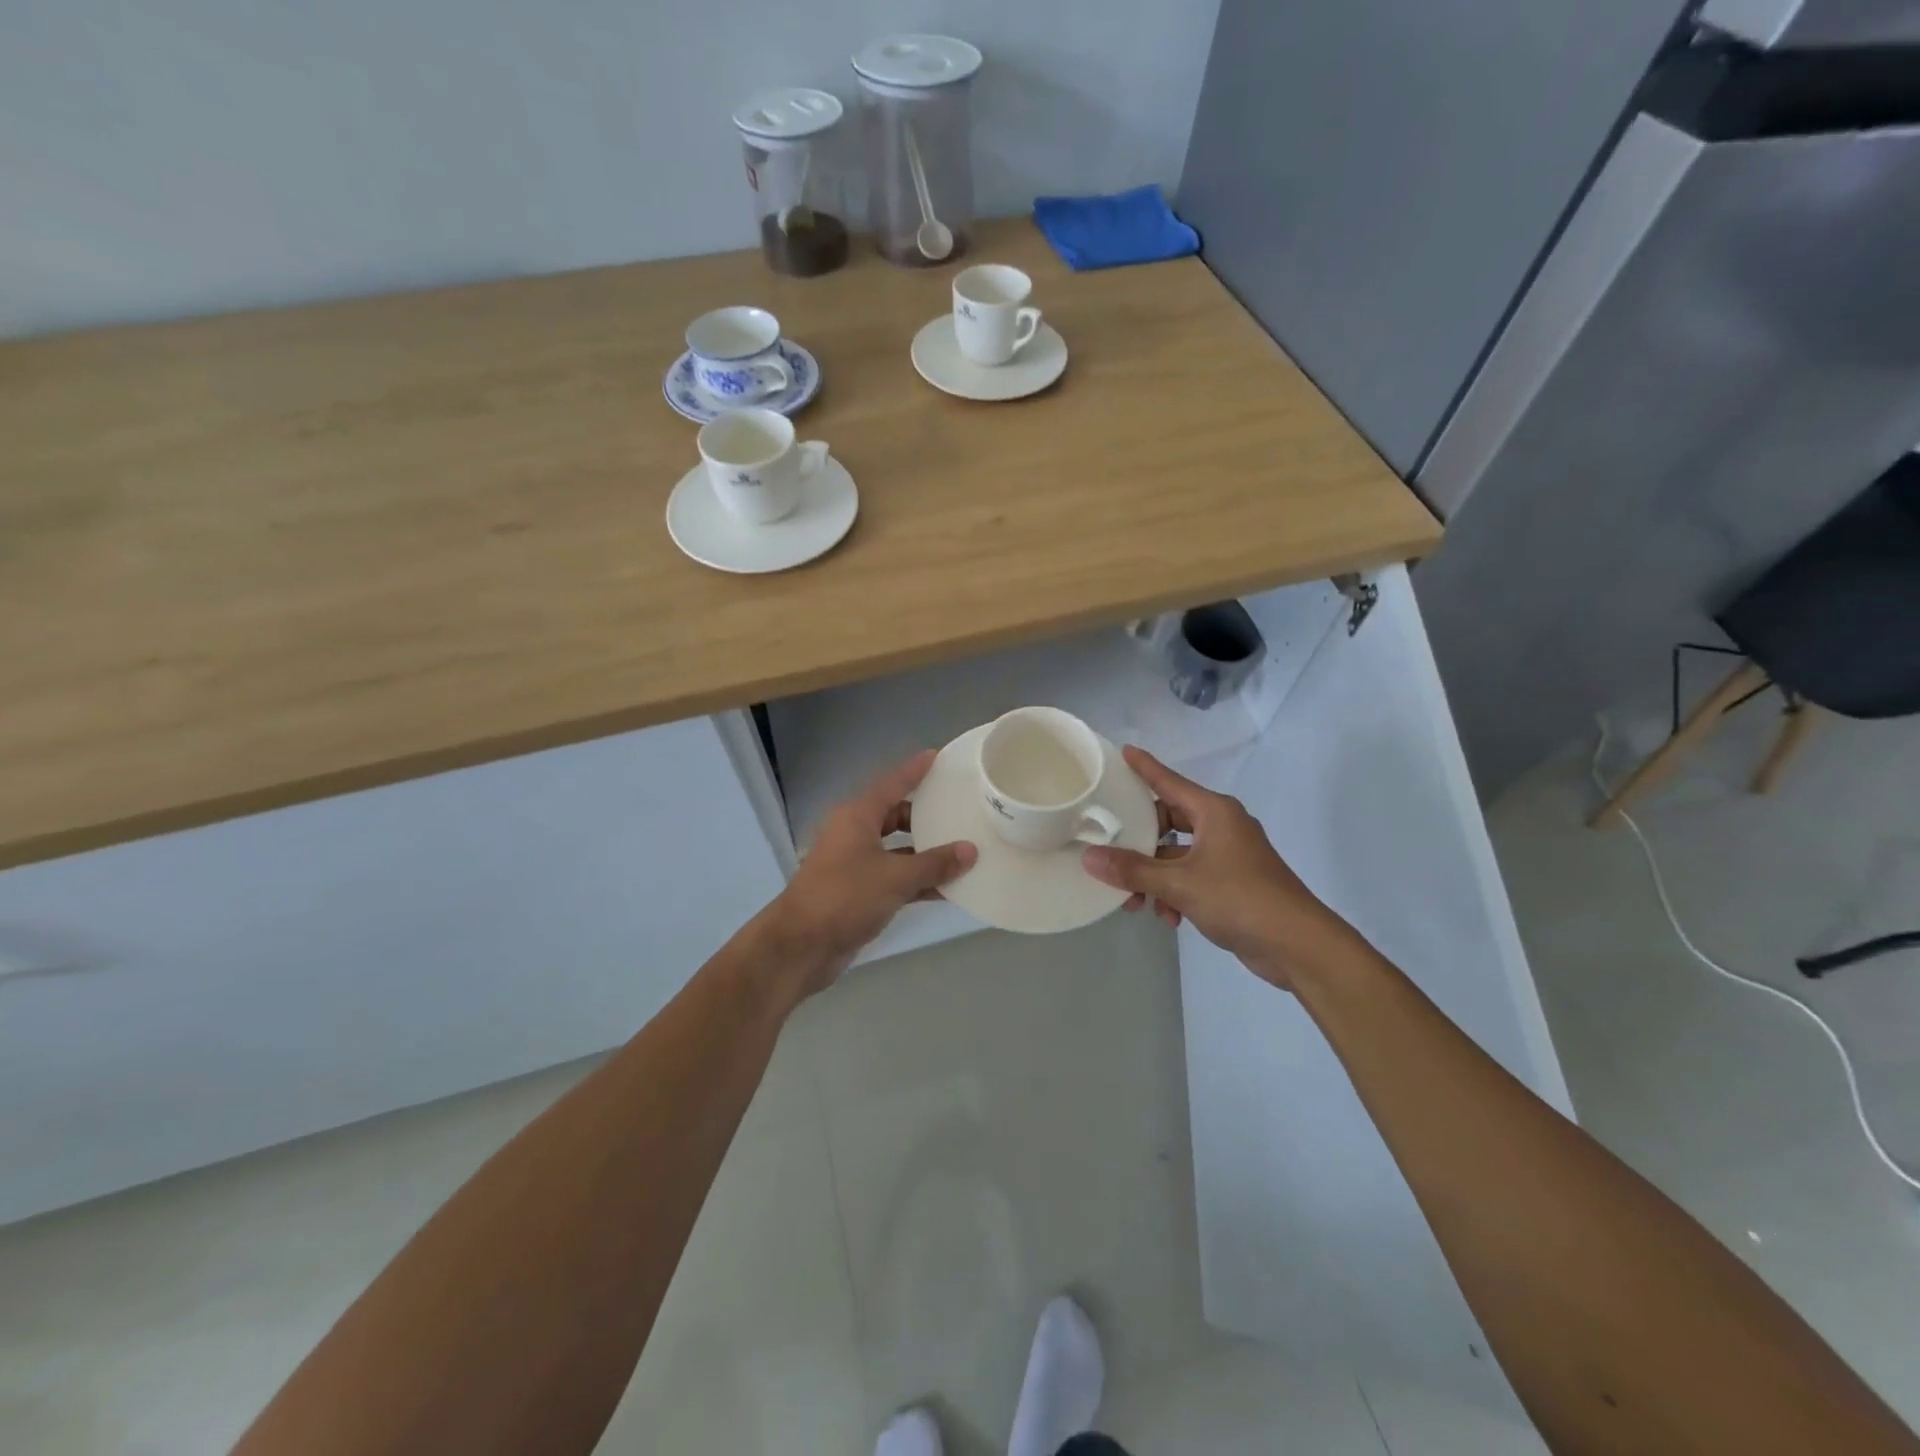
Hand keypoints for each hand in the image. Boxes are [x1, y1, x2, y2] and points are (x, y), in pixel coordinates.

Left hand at [764, 750, 976, 996]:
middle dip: (925, 814)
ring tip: (963, 850)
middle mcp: (854, 834)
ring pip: (896, 849)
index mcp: (856, 817)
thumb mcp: (895, 878)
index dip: (914, 770)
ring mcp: (854, 864)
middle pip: (894, 815)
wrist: (800, 946)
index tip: (937, 755)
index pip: (891, 784)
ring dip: (925, 852)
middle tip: (958, 809)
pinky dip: (917, 880)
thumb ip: (934, 863)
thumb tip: (970, 851)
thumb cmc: (844, 898)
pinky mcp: (858, 892)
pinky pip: (894, 877)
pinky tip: (947, 888)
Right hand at [1081, 746, 1360, 990]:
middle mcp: (1221, 826)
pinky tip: (1167, 917)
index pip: (1169, 781)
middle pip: (1168, 821)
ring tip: (1135, 902)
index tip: (1123, 751)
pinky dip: (1175, 892)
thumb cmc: (1240, 899)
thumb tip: (1090, 858)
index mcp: (1214, 812)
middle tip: (1111, 853)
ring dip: (1155, 876)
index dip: (1145, 767)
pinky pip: (1192, 876)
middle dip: (1140, 843)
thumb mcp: (1180, 884)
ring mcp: (1229, 854)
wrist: (1298, 944)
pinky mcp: (1233, 881)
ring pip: (1177, 855)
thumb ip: (1133, 870)